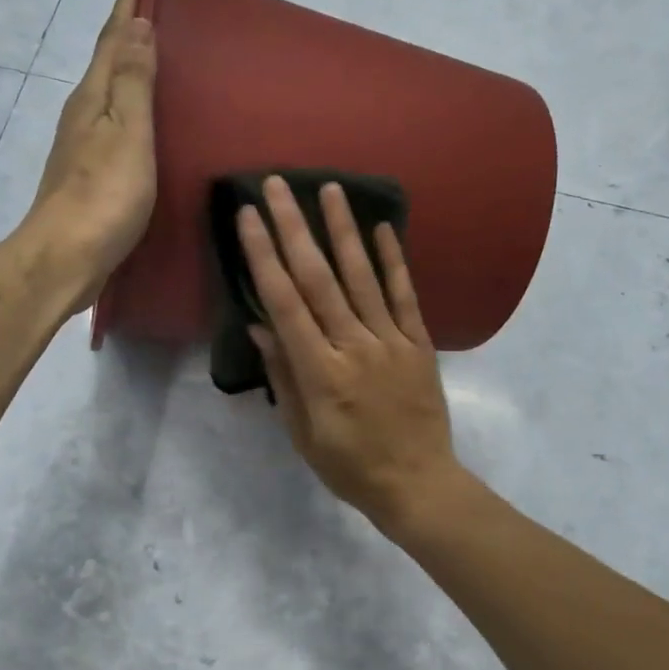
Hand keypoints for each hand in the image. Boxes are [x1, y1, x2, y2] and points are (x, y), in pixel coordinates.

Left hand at [24, 0, 157, 312]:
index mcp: (94, 98)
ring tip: (146, 54)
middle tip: (144, 4)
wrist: (65, 257)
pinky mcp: (89, 175)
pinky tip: (137, 119)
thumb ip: (134, 82)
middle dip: (124, 31)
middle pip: (106, 62)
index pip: (114, 40)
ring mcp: (83, 147)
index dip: (126, 5)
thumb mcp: (127, 133)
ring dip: (125, 68)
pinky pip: (112, 124)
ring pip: (108, 93)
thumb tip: (137, 27)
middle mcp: (83, 114)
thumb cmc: (104, 195)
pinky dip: (127, 107)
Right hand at [238, 177, 467, 535]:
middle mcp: (354, 346)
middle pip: (319, 279)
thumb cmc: (349, 466)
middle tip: (278, 185)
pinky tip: (383, 227)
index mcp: (320, 372)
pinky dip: (394, 260)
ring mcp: (391, 342)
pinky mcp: (419, 344)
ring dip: (344, 230)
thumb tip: (261, 326)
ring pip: (363, 277)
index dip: (264, 257)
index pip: (285, 303)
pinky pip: (405, 296)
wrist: (417, 484)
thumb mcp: (302, 432)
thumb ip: (283, 377)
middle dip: (294, 228)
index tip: (249, 218)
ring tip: (329, 189)